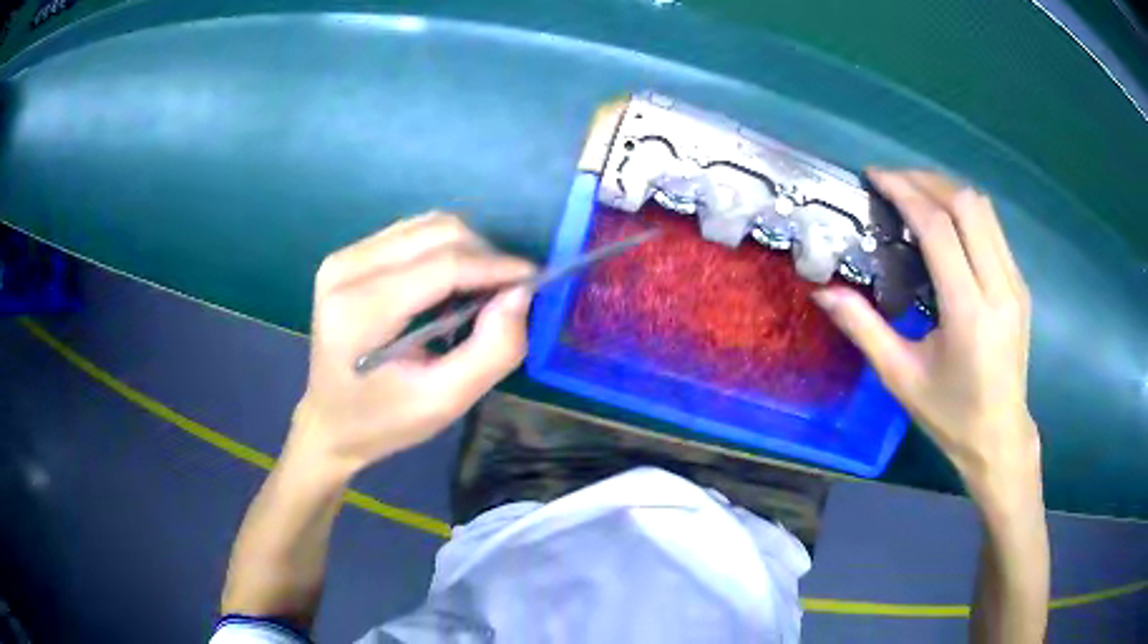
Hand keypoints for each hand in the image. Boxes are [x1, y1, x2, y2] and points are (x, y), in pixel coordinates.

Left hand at [287, 213, 535, 477]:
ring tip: (479, 291)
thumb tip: (520, 293)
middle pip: (437, 232)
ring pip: (428, 225)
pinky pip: (412, 233)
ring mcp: (343, 258)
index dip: (495, 267)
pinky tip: (449, 284)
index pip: (442, 265)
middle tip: (507, 293)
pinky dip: (443, 250)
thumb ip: (491, 350)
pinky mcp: (348, 256)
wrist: (330, 421)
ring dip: (466, 250)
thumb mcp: (445, 401)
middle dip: (484, 256)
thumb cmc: (385, 420)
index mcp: (360, 311)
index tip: (534, 280)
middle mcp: (346, 269)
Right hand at [813, 170, 1039, 503]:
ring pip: (984, 210)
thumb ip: (863, 328)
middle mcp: (998, 288)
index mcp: (968, 314)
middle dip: (926, 181)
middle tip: (893, 183)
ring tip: (915, 195)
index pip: (939, 229)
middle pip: (967, 205)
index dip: (905, 193)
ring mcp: (1014, 284)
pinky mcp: (1019, 285)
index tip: (876, 177)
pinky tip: (944, 224)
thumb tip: (823, 291)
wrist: (1000, 437)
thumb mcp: (901, 377)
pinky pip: (993, 228)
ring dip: (947, 191)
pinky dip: (965, 211)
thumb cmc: (950, 415)